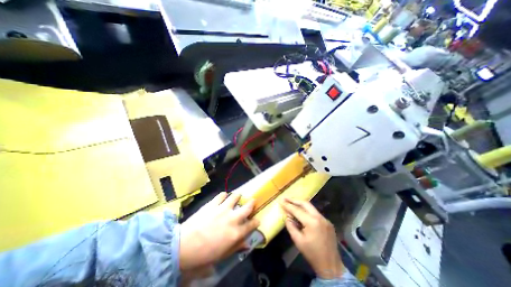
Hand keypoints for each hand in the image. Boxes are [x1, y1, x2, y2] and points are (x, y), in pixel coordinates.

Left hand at [179, 192, 259, 270]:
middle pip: (247, 208)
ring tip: (238, 195)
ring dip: (238, 196)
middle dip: (252, 203)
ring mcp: (223, 209)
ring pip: (235, 197)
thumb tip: (246, 244)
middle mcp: (232, 218)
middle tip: (253, 200)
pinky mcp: (213, 204)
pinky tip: (223, 196)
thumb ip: (236, 247)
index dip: (255, 222)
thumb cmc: (204, 254)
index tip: (257, 220)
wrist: (184, 246)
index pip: (251, 225)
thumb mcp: (222, 255)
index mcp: (236, 233)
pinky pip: (221, 195)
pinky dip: (224, 195)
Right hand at [279, 199, 342, 278]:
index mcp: (312, 222)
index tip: (280, 200)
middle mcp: (319, 217)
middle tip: (286, 198)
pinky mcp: (327, 222)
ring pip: (310, 207)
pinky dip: (307, 211)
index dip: (288, 205)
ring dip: (300, 204)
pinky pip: (315, 213)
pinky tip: (301, 213)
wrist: (331, 266)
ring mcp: (325, 219)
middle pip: (305, 203)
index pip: (297, 210)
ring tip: (291, 203)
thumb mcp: (298, 241)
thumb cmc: (312, 254)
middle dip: (294, 200)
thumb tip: (286, 216)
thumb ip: (290, 226)